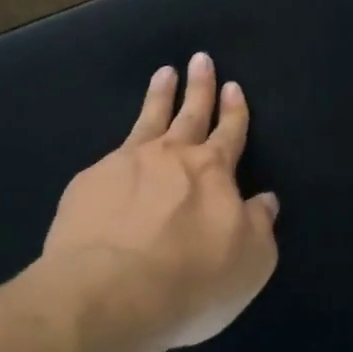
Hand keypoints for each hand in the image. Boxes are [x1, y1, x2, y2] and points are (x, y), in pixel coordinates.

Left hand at [43, 54, 279, 351]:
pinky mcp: (87, 184)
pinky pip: (108, 159)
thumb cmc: (191, 280)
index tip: (233, 86)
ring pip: (147, 120)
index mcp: (213, 171)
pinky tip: (113, 157)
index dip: (234, 110)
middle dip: (200, 87)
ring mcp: (124, 164)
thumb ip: (259, 226)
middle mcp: (170, 157)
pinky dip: (118, 152)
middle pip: (190, 113)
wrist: (109, 292)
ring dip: (159, 96)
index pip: (229, 132)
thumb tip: (265, 201)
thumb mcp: (250, 262)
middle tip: (200, 58)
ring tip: (164, 74)